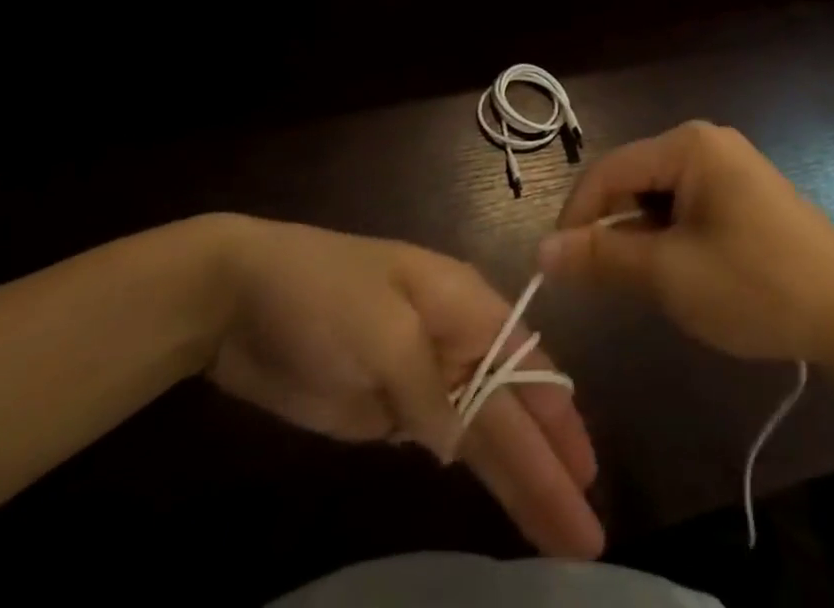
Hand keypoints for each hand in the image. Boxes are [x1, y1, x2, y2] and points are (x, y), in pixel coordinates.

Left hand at [203, 218, 601, 557]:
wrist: (243, 298)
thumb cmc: (324, 293)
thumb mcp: (382, 331)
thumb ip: (428, 389)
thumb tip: (463, 443)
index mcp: (463, 302)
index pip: (526, 362)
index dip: (558, 417)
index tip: (588, 473)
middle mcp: (455, 339)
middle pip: (513, 407)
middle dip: (551, 465)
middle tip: (589, 534)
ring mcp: (423, 377)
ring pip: (485, 434)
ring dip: (522, 481)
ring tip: (561, 539)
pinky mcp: (390, 410)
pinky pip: (446, 445)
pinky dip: (477, 476)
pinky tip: (505, 501)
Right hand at [540, 121, 833, 363]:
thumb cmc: (757, 287)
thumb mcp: (671, 275)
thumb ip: (603, 258)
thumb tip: (541, 251)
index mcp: (689, 146)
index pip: (609, 169)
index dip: (576, 215)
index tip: (556, 266)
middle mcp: (707, 142)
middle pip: (634, 179)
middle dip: (613, 228)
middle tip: (605, 283)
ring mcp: (730, 165)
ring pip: (659, 195)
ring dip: (643, 237)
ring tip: (653, 284)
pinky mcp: (745, 192)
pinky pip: (687, 205)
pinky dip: (671, 237)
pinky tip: (685, 273)